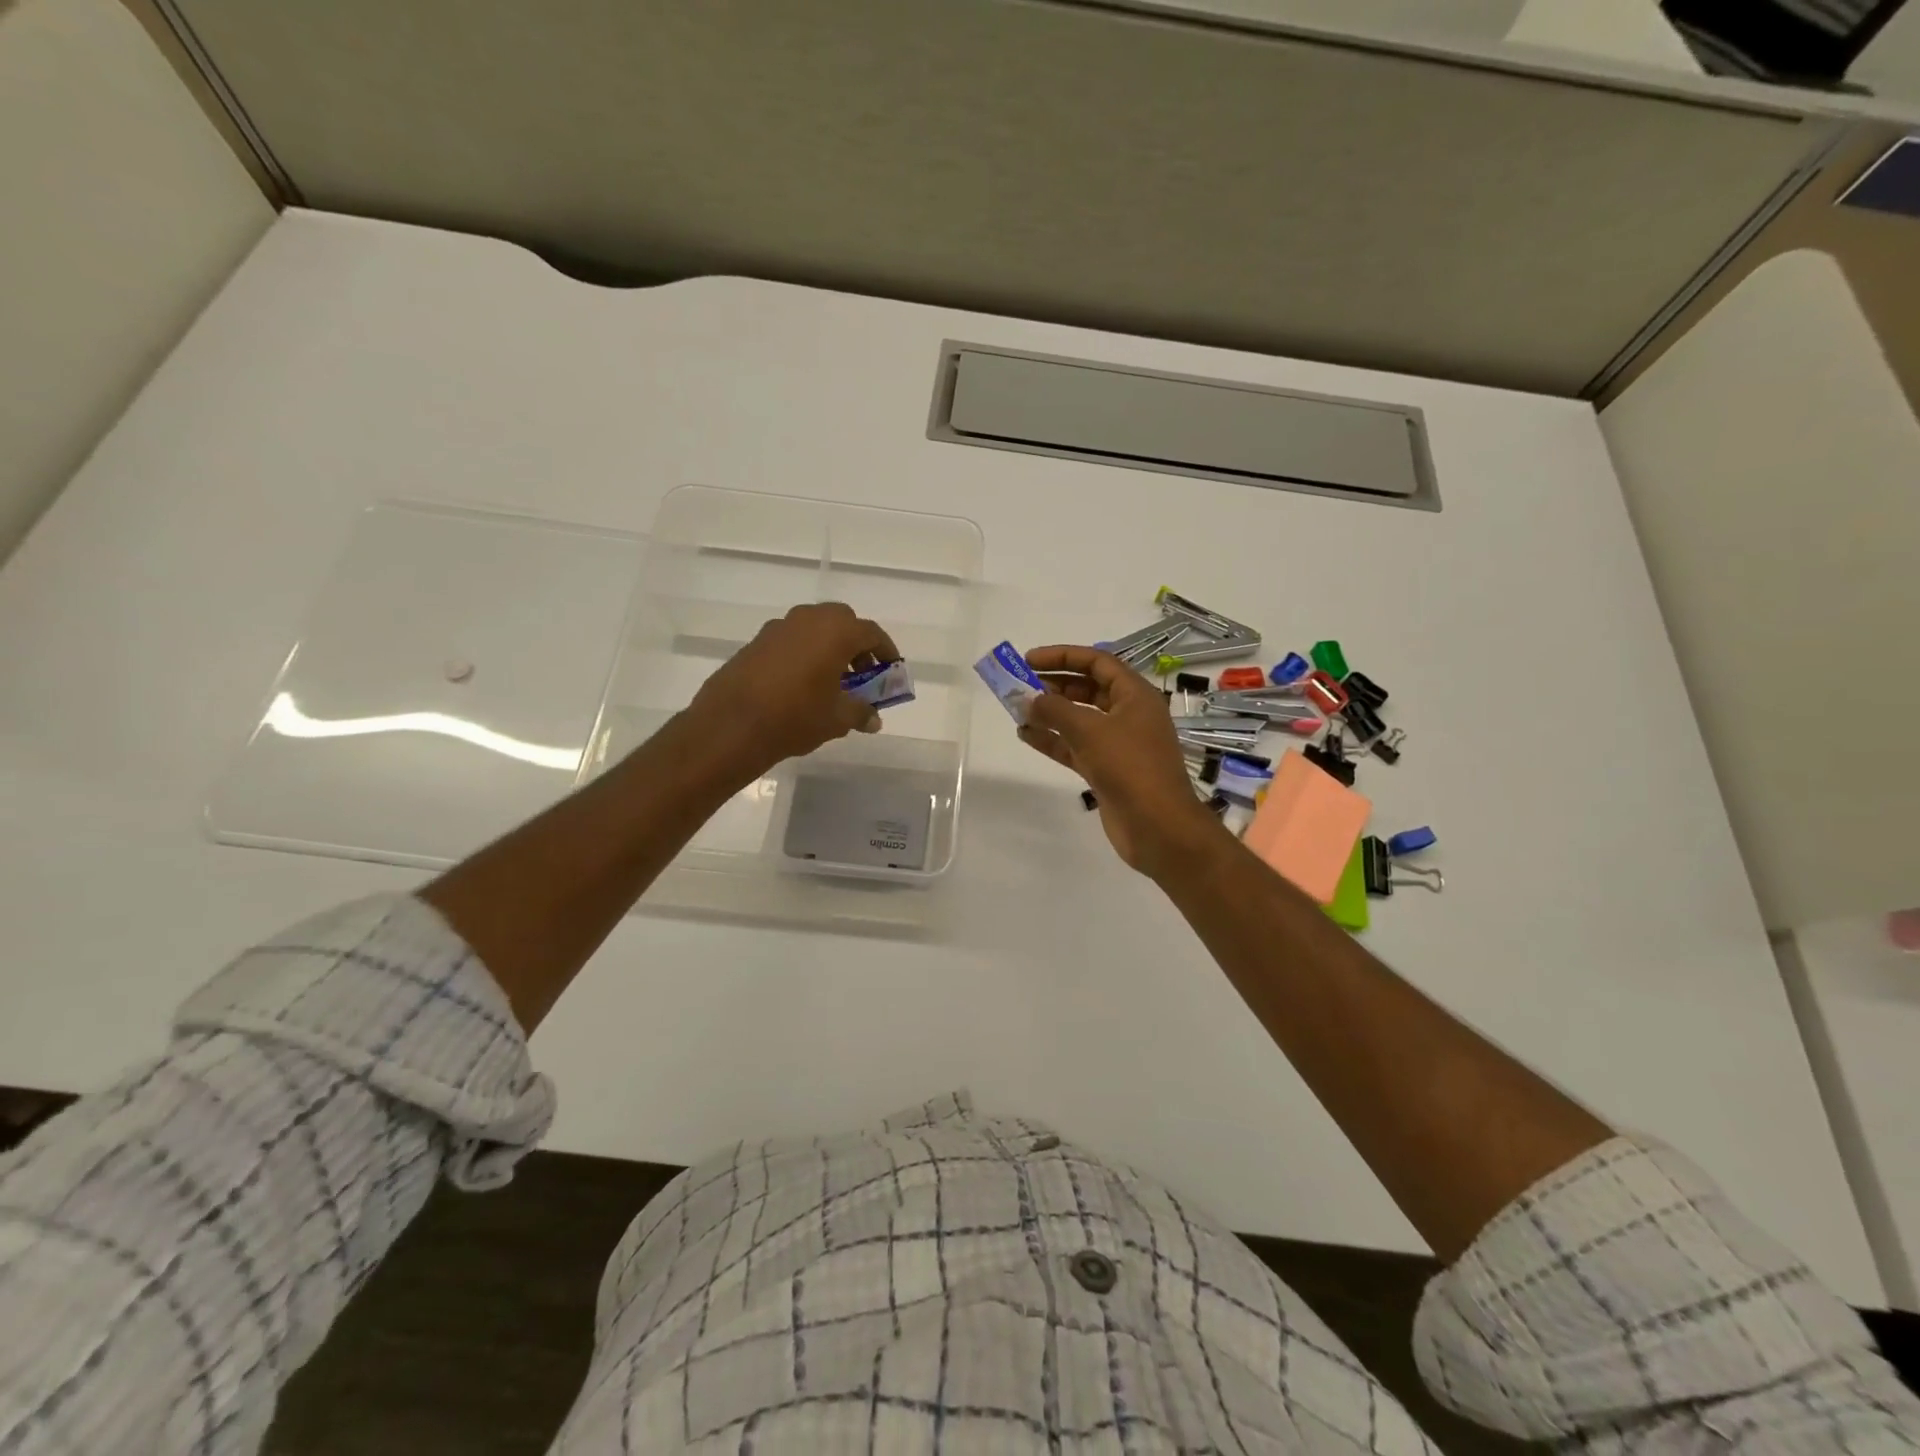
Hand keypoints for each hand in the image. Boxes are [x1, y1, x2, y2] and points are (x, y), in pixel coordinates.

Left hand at [686, 603, 899, 778]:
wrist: (732, 723)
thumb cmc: (796, 716)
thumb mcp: (837, 719)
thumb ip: (860, 713)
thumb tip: (873, 719)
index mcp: (836, 631)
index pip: (872, 633)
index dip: (886, 652)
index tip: (891, 670)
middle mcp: (809, 619)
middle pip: (843, 623)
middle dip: (856, 645)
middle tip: (861, 674)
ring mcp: (779, 627)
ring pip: (814, 628)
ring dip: (829, 648)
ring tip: (832, 681)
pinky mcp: (757, 641)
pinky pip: (792, 640)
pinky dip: (805, 653)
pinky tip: (802, 683)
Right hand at [1019, 645, 1225, 878]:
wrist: (1158, 826)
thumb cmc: (1130, 767)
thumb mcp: (1090, 731)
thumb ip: (1056, 710)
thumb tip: (1030, 700)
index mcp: (1135, 695)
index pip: (1097, 662)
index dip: (1063, 656)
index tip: (1029, 660)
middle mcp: (1128, 715)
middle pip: (1087, 689)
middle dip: (1053, 685)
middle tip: (1019, 685)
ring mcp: (1117, 744)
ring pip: (1078, 719)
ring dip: (1049, 713)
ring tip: (1016, 710)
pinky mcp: (1106, 770)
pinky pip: (1075, 747)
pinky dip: (1053, 740)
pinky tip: (1026, 736)